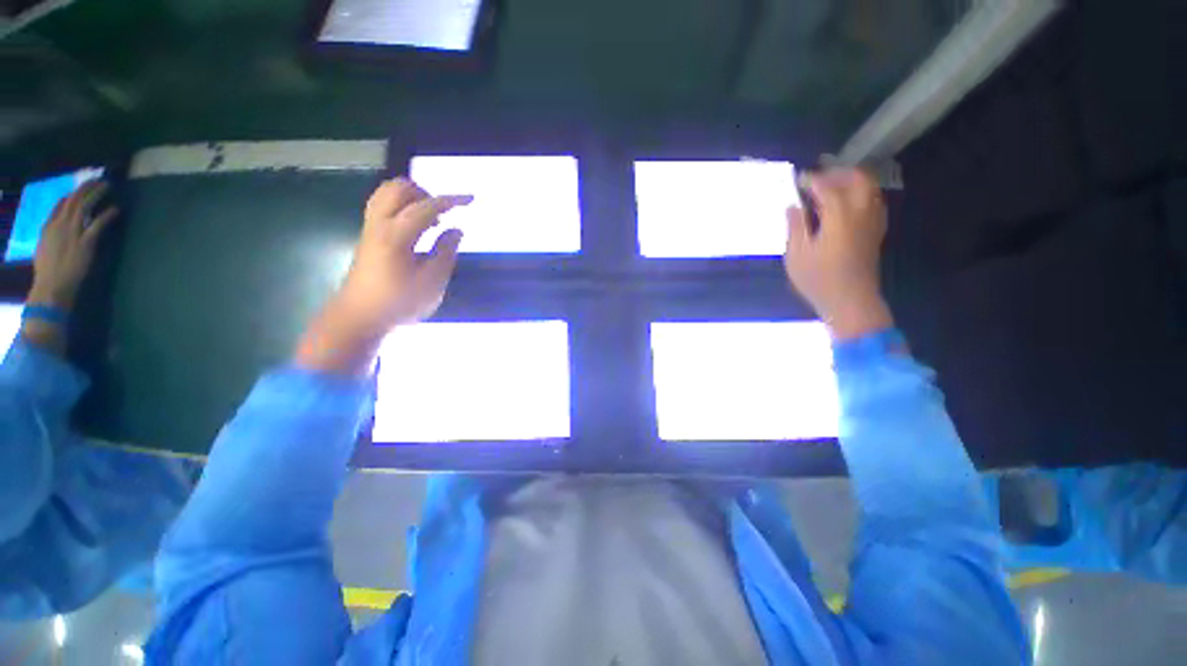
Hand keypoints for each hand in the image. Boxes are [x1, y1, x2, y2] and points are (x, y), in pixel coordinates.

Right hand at [28, 180, 118, 310]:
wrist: (52, 286)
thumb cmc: (49, 271)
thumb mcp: (45, 247)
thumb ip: (52, 234)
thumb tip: (59, 222)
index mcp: (49, 227)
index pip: (61, 204)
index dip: (73, 193)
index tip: (83, 186)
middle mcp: (60, 225)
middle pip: (74, 200)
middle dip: (86, 188)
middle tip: (99, 179)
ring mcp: (72, 233)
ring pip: (85, 206)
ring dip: (97, 194)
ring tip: (108, 186)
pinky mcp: (85, 242)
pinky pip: (98, 224)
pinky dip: (107, 215)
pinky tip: (116, 209)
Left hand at [295, 178, 470, 375]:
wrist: (360, 317)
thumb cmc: (399, 302)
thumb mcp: (432, 282)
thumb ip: (446, 252)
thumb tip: (456, 229)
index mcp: (397, 235)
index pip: (426, 206)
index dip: (450, 200)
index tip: (470, 199)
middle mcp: (379, 224)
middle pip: (398, 188)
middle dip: (426, 193)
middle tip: (444, 212)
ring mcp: (370, 228)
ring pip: (387, 194)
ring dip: (412, 198)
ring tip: (431, 219)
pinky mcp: (368, 236)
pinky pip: (383, 206)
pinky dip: (402, 206)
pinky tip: (416, 226)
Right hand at [785, 168, 892, 340]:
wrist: (850, 301)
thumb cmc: (819, 280)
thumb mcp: (797, 255)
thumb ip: (796, 227)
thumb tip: (793, 206)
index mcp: (840, 218)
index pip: (828, 188)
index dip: (813, 180)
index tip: (799, 179)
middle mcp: (861, 214)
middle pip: (859, 180)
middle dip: (839, 174)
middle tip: (819, 180)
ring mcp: (872, 222)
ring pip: (869, 189)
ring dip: (851, 183)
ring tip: (830, 190)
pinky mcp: (876, 232)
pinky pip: (872, 202)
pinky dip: (859, 196)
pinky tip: (844, 207)